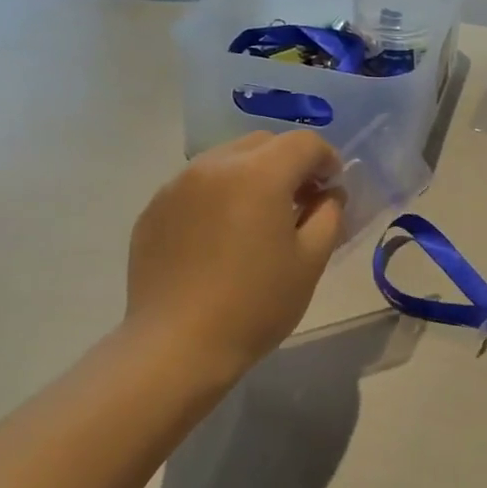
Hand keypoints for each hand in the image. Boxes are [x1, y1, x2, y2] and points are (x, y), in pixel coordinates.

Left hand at [126, 130, 344, 381]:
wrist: (177, 345)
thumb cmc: (255, 304)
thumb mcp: (310, 262)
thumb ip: (329, 215)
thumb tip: (328, 194)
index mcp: (258, 174)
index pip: (303, 143)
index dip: (327, 159)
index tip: (332, 188)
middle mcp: (214, 165)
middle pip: (262, 143)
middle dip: (289, 163)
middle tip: (300, 201)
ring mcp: (177, 185)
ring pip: (226, 160)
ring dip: (252, 176)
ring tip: (258, 219)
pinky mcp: (154, 209)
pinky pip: (196, 185)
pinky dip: (218, 195)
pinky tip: (220, 237)